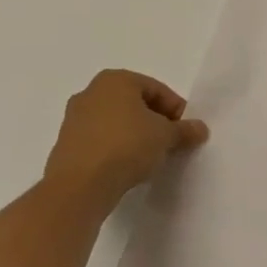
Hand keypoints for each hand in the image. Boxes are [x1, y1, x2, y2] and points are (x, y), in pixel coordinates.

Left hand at [42, 69, 207, 209]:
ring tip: (150, 157)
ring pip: (116, 122)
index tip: (186, 131)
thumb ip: (185, 130)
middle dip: (155, 121)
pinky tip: (127, 167)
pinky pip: (100, 140)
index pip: (156, 89)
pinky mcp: (66, 144)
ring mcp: (74, 118)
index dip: (176, 109)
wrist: (79, 186)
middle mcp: (91, 92)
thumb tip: (200, 129)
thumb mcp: (166, 136)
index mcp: (116, 80)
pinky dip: (116, 148)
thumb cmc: (127, 146)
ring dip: (135, 135)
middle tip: (171, 142)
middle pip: (134, 104)